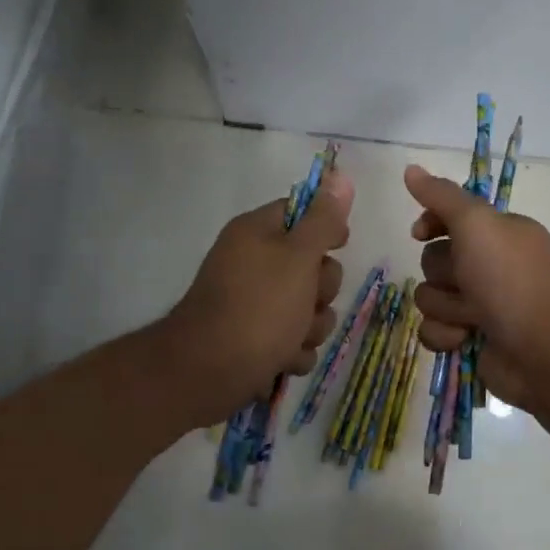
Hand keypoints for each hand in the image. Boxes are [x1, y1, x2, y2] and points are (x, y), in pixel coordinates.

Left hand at [154, 171, 352, 429]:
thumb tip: (340, 176)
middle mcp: (253, 264)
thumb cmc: (259, 308)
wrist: (209, 372)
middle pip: (312, 268)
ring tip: (291, 339)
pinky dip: (292, 353)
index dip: (326, 229)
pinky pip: (292, 341)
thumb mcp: (298, 257)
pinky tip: (280, 360)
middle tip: (308, 302)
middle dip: (321, 293)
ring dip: (310, 329)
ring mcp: (253, 305)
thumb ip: (323, 221)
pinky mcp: (254, 341)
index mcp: (257, 234)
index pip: (302, 213)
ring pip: (307, 311)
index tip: (339, 245)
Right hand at [404, 163, 549, 418]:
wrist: (540, 351)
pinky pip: (433, 330)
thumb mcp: (478, 225)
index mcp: (500, 234)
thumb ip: (442, 196)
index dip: (431, 223)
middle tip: (469, 284)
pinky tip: (465, 339)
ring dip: (446, 308)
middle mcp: (491, 266)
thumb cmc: (511, 281)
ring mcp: (481, 305)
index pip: (451, 218)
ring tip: (473, 318)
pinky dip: (446, 335)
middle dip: (444, 275)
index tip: (420, 232)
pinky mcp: (469, 338)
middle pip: (434, 260)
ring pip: (430, 297)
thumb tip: (410, 168)